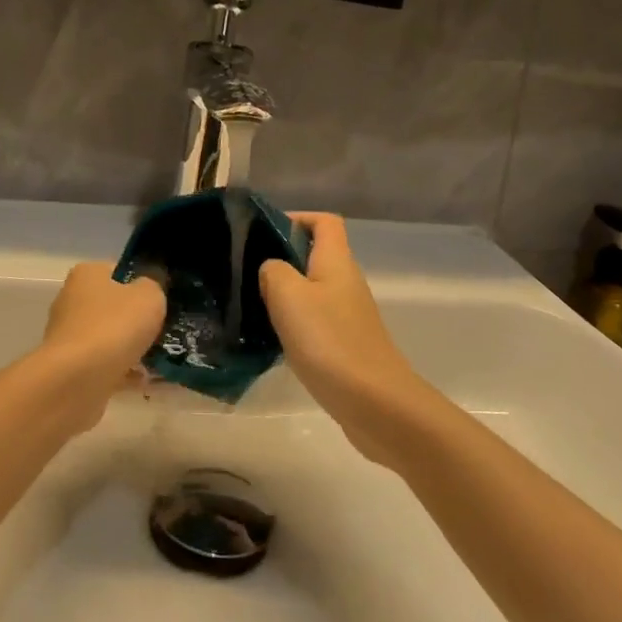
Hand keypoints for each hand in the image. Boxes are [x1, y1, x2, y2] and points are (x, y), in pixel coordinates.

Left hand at [25, 262, 165, 430]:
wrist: (77, 381)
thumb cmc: (114, 327)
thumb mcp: (149, 296)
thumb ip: (154, 286)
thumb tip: (150, 289)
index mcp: (87, 275)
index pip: (119, 272)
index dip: (143, 283)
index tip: (164, 300)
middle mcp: (72, 301)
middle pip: (115, 307)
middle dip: (139, 321)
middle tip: (166, 331)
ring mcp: (70, 336)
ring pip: (111, 338)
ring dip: (134, 349)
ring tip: (162, 361)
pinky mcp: (71, 367)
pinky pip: (106, 365)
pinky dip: (125, 372)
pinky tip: (147, 381)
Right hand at [260, 213, 432, 465]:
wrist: (376, 404)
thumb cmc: (330, 341)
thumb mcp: (289, 296)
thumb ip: (273, 271)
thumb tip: (271, 269)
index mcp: (336, 262)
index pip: (324, 222)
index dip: (297, 217)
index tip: (262, 231)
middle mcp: (345, 282)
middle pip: (315, 255)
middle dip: (281, 258)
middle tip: (245, 271)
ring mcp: (348, 316)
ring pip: (311, 290)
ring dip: (283, 293)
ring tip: (251, 304)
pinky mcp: (345, 345)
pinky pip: (314, 321)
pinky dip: (292, 323)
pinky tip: (270, 339)